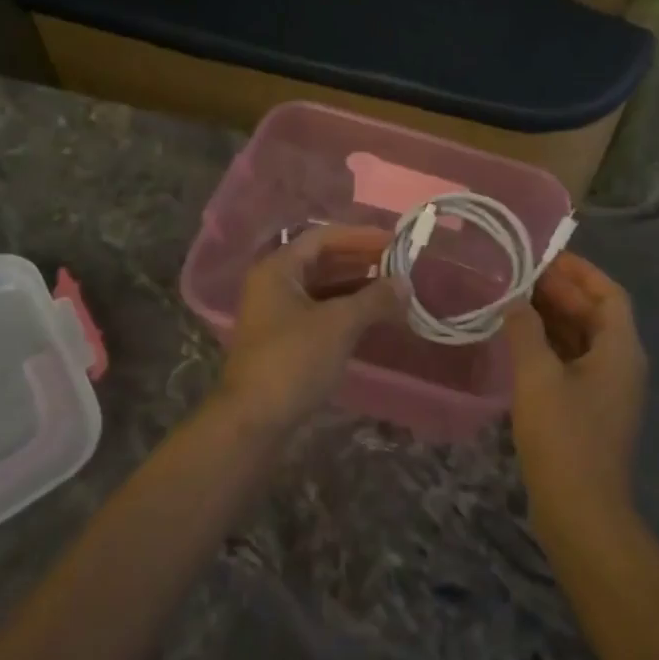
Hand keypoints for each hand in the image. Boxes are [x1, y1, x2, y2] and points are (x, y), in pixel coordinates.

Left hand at [217, 224, 397, 432]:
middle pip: (322, 261)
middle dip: (361, 262)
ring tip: (392, 290)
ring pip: (323, 288)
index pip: (323, 237)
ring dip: (356, 287)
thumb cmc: (293, 361)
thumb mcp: (339, 324)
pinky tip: (372, 317)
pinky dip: (346, 310)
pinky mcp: (284, 341)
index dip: (359, 237)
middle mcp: (274, 284)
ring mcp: (277, 314)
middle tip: (398, 265)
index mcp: (278, 268)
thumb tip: (405, 282)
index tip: (393, 242)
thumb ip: (374, 299)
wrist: (253, 422)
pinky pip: (320, 312)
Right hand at [506, 252, 645, 522]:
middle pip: (594, 314)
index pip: (608, 293)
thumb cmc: (564, 437)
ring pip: (581, 338)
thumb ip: (525, 329)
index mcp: (621, 349)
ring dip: (552, 318)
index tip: (545, 256)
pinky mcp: (589, 410)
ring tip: (512, 299)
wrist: (581, 514)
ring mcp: (606, 390)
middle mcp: (620, 364)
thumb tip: (514, 300)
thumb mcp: (538, 375)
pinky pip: (571, 362)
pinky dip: (548, 345)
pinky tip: (517, 341)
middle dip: (560, 292)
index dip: (580, 271)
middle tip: (519, 275)